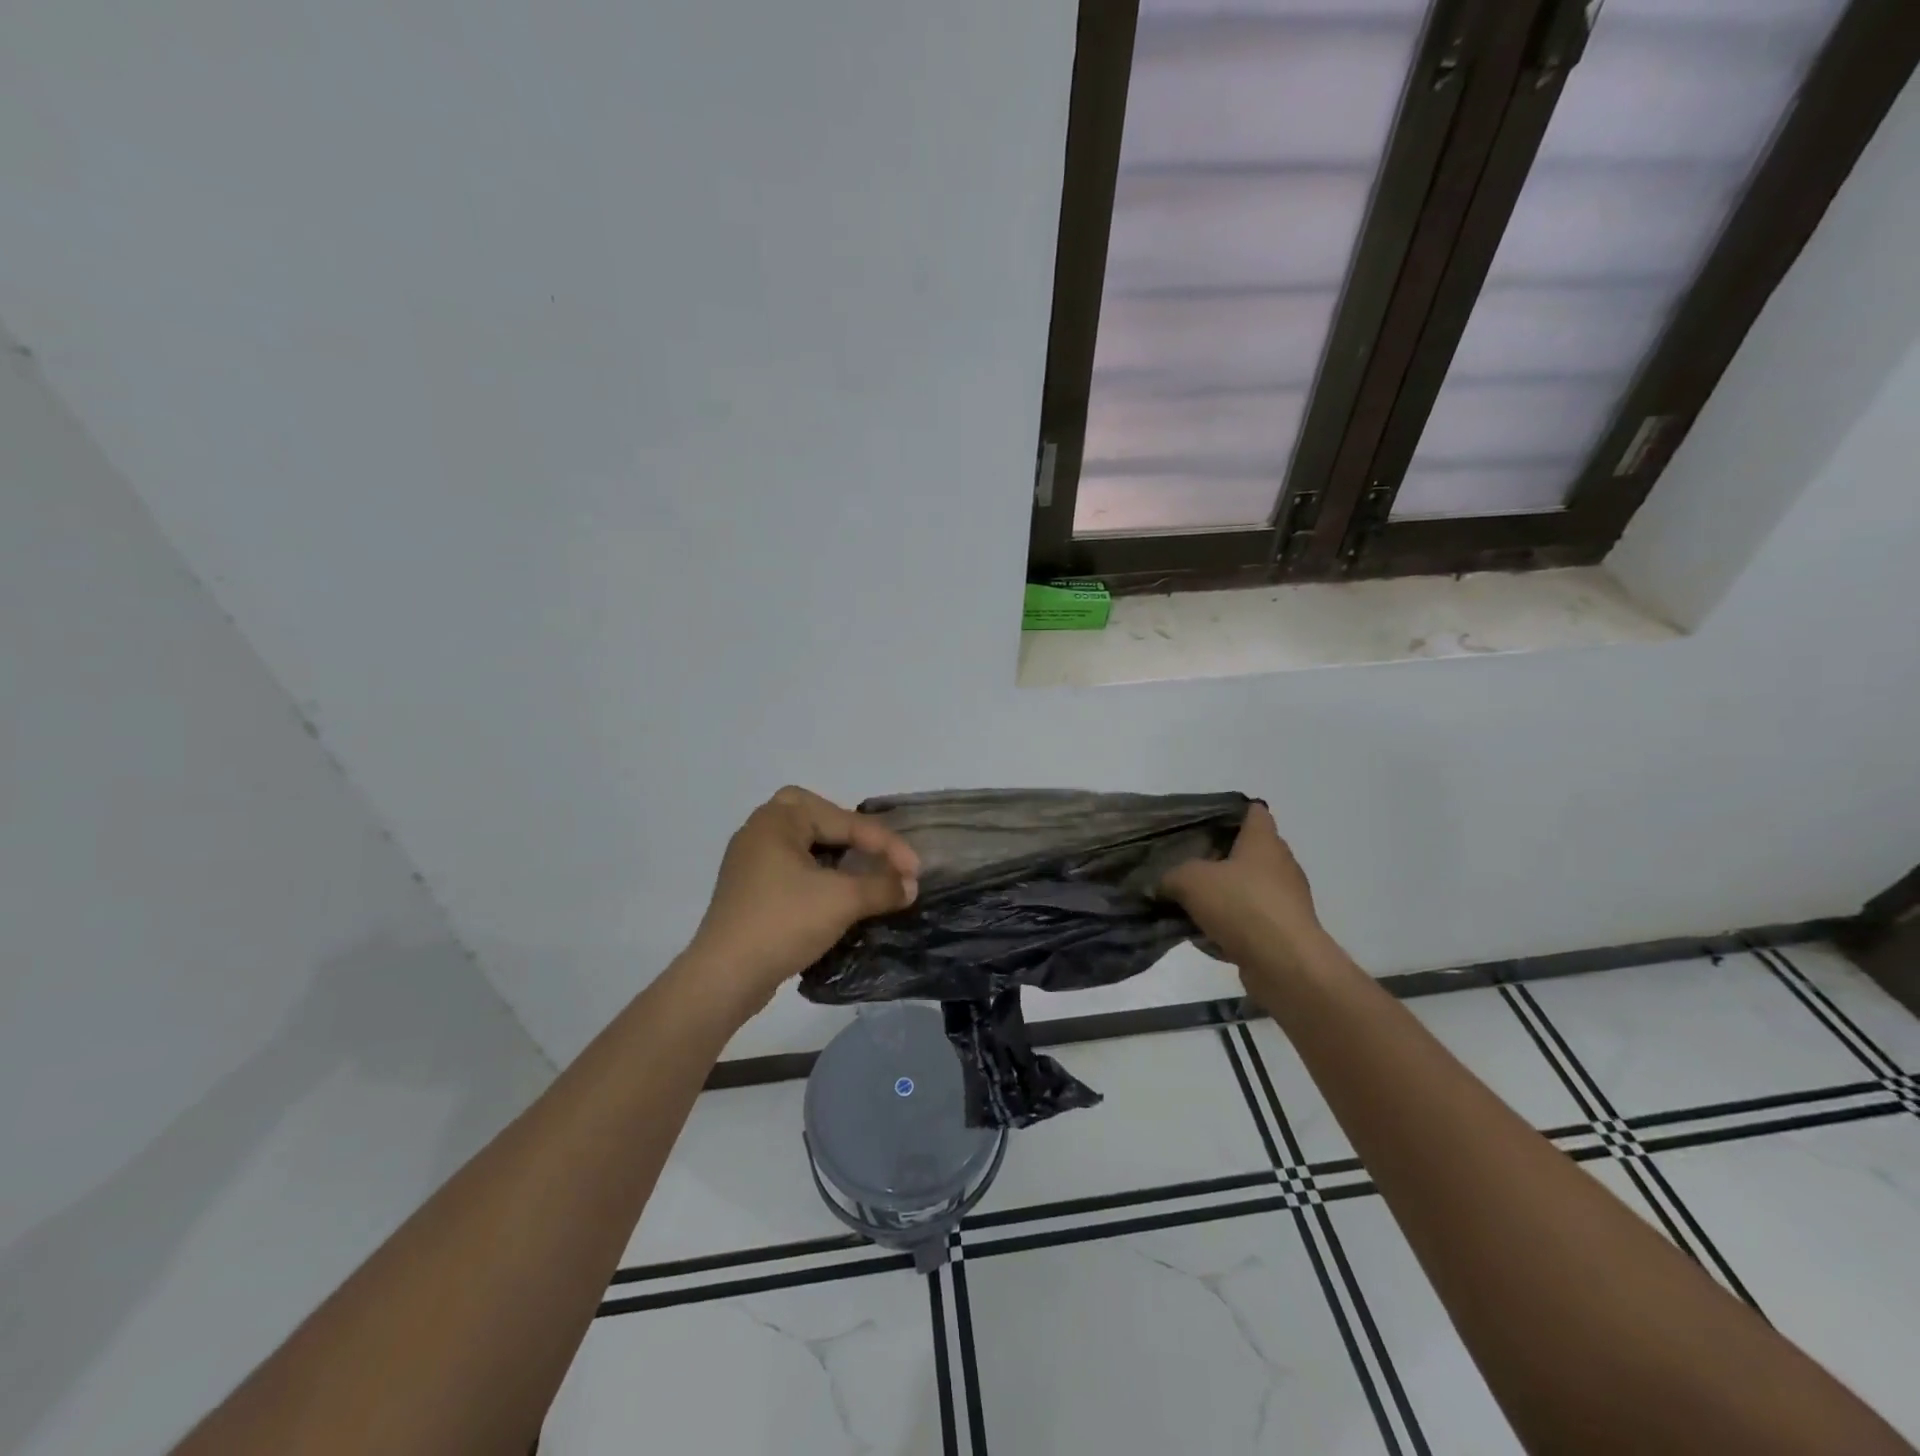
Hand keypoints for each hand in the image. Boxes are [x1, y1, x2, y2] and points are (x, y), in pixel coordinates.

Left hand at [685, 786, 920, 1015]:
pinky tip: (836, 893)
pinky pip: (792, 868)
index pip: (844, 821)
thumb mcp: (842, 901)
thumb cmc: (783, 923)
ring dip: (835, 854)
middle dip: (849, 830)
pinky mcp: (749, 891)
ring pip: (803, 844)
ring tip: (862, 871)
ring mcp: (750, 862)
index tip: (915, 869)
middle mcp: (760, 831)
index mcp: (778, 820)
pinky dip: (818, 874)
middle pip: (816, 816)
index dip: (886, 844)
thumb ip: (882, 887)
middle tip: (875, 850)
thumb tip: (910, 885)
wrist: (725, 977)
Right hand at [1159, 803, 1327, 975]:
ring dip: (1224, 896)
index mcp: (1264, 841)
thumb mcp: (1190, 880)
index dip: (1228, 813)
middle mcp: (1281, 865)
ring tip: (1192, 905)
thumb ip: (1171, 876)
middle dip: (1219, 859)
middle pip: (1248, 852)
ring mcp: (1287, 899)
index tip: (1201, 825)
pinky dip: (1232, 925)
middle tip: (1187, 866)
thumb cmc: (1241, 905)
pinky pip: (1252, 920)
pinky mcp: (1286, 931)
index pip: (1253, 811)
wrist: (1285, 963)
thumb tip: (1162, 884)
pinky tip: (1208, 937)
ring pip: (1248, 889)